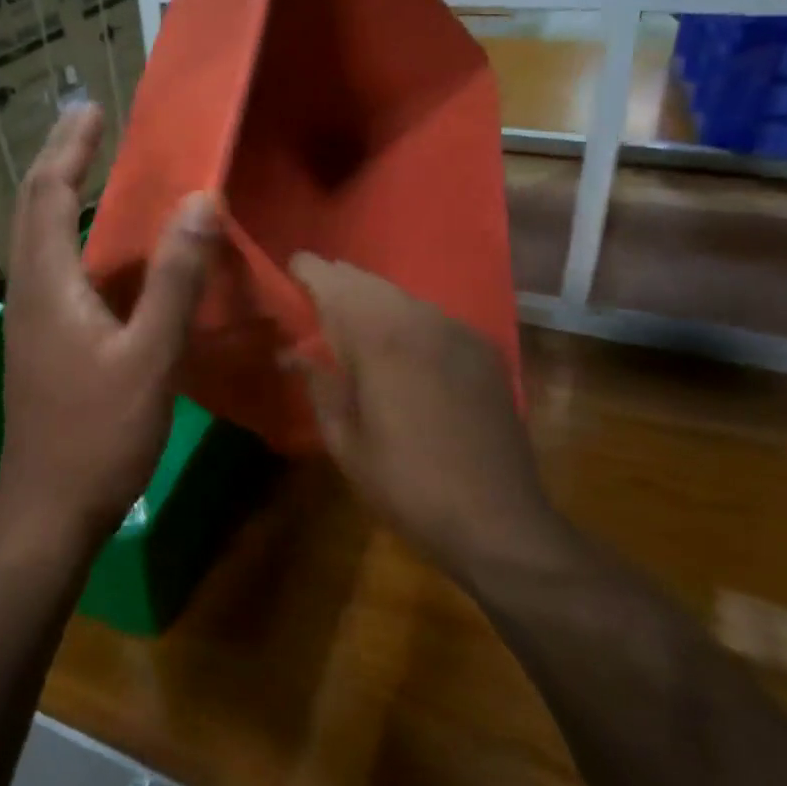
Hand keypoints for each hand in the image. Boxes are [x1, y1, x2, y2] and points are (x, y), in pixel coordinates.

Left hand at [0, 106, 215, 553]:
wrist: (49, 509)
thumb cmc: (98, 435)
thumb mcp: (148, 357)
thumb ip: (175, 281)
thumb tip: (200, 201)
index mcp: (48, 284)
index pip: (50, 193)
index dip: (69, 147)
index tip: (92, 107)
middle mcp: (29, 291)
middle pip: (33, 208)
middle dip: (58, 159)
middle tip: (88, 124)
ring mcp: (31, 321)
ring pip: (39, 239)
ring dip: (61, 196)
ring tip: (92, 170)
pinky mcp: (41, 345)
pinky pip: (54, 270)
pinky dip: (73, 238)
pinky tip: (104, 253)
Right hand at [290, 254, 573, 588]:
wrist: (495, 518)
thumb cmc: (405, 486)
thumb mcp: (345, 442)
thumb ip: (319, 387)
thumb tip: (294, 354)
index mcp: (378, 341)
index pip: (335, 285)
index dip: (310, 271)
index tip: (291, 267)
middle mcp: (420, 322)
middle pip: (370, 283)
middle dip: (339, 281)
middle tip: (315, 290)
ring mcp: (457, 332)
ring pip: (404, 297)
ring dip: (373, 298)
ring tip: (351, 314)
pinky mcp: (482, 350)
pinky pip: (432, 317)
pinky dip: (406, 317)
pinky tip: (399, 341)